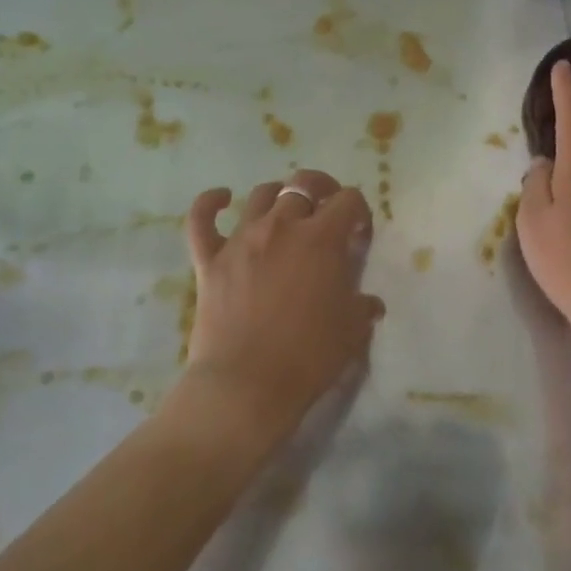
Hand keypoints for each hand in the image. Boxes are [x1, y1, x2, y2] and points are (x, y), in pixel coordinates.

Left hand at [180, 169, 383, 445]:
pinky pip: (202, 219)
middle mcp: (282, 226)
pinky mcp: (209, 259)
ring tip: (286, 212)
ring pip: (260, 195)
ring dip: (279, 196)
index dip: (359, 212)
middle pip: (304, 185)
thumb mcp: (352, 330)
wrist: (247, 386)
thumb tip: (369, 303)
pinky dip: (210, 203)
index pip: (348, 200)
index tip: (359, 235)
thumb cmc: (309, 356)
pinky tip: (222, 198)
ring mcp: (241, 240)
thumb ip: (362, 306)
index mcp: (322, 239)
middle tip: (328, 210)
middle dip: (322, 189)